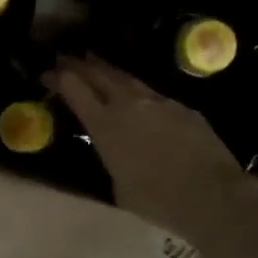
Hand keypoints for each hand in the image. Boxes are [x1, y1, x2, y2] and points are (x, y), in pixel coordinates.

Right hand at [50, 56, 257, 243]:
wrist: (211, 194)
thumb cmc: (157, 200)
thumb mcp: (119, 187)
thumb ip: (112, 161)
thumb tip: (116, 153)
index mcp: (105, 126)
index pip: (75, 90)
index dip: (58, 79)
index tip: (46, 74)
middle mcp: (128, 104)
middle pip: (99, 74)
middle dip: (78, 65)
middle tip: (64, 57)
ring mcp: (158, 102)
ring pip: (126, 78)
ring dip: (106, 69)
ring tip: (94, 61)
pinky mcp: (182, 108)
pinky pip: (152, 94)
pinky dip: (136, 90)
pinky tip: (135, 95)